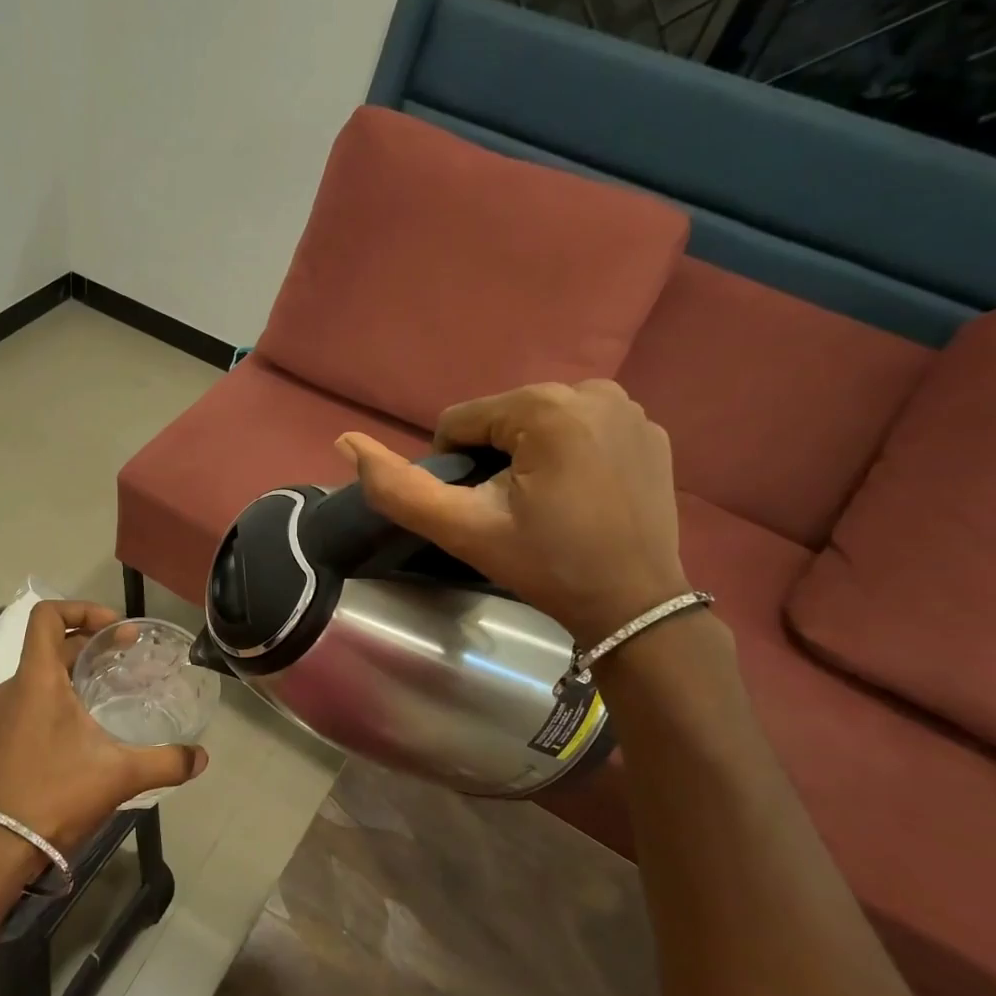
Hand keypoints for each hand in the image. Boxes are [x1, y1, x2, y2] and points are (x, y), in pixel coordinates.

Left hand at [0, 600, 207, 855]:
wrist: (0, 848)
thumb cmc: (57, 794)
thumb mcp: (120, 775)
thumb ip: (167, 762)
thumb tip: (202, 757)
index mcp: (37, 679)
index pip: (47, 616)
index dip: (82, 609)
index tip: (115, 628)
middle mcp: (15, 688)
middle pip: (51, 645)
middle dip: (92, 643)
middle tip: (130, 656)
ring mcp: (4, 715)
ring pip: (43, 674)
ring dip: (78, 671)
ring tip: (115, 688)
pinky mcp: (3, 739)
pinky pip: (33, 700)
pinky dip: (62, 696)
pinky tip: (90, 725)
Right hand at [336, 381, 689, 644]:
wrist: (633, 606)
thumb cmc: (545, 565)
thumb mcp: (462, 529)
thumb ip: (397, 487)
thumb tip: (345, 441)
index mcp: (546, 406)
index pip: (461, 421)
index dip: (454, 467)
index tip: (478, 509)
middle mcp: (593, 390)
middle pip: (502, 417)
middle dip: (492, 459)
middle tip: (509, 511)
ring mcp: (629, 408)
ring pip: (540, 421)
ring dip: (527, 455)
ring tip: (544, 504)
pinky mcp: (650, 430)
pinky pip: (582, 429)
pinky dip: (568, 455)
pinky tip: (580, 495)